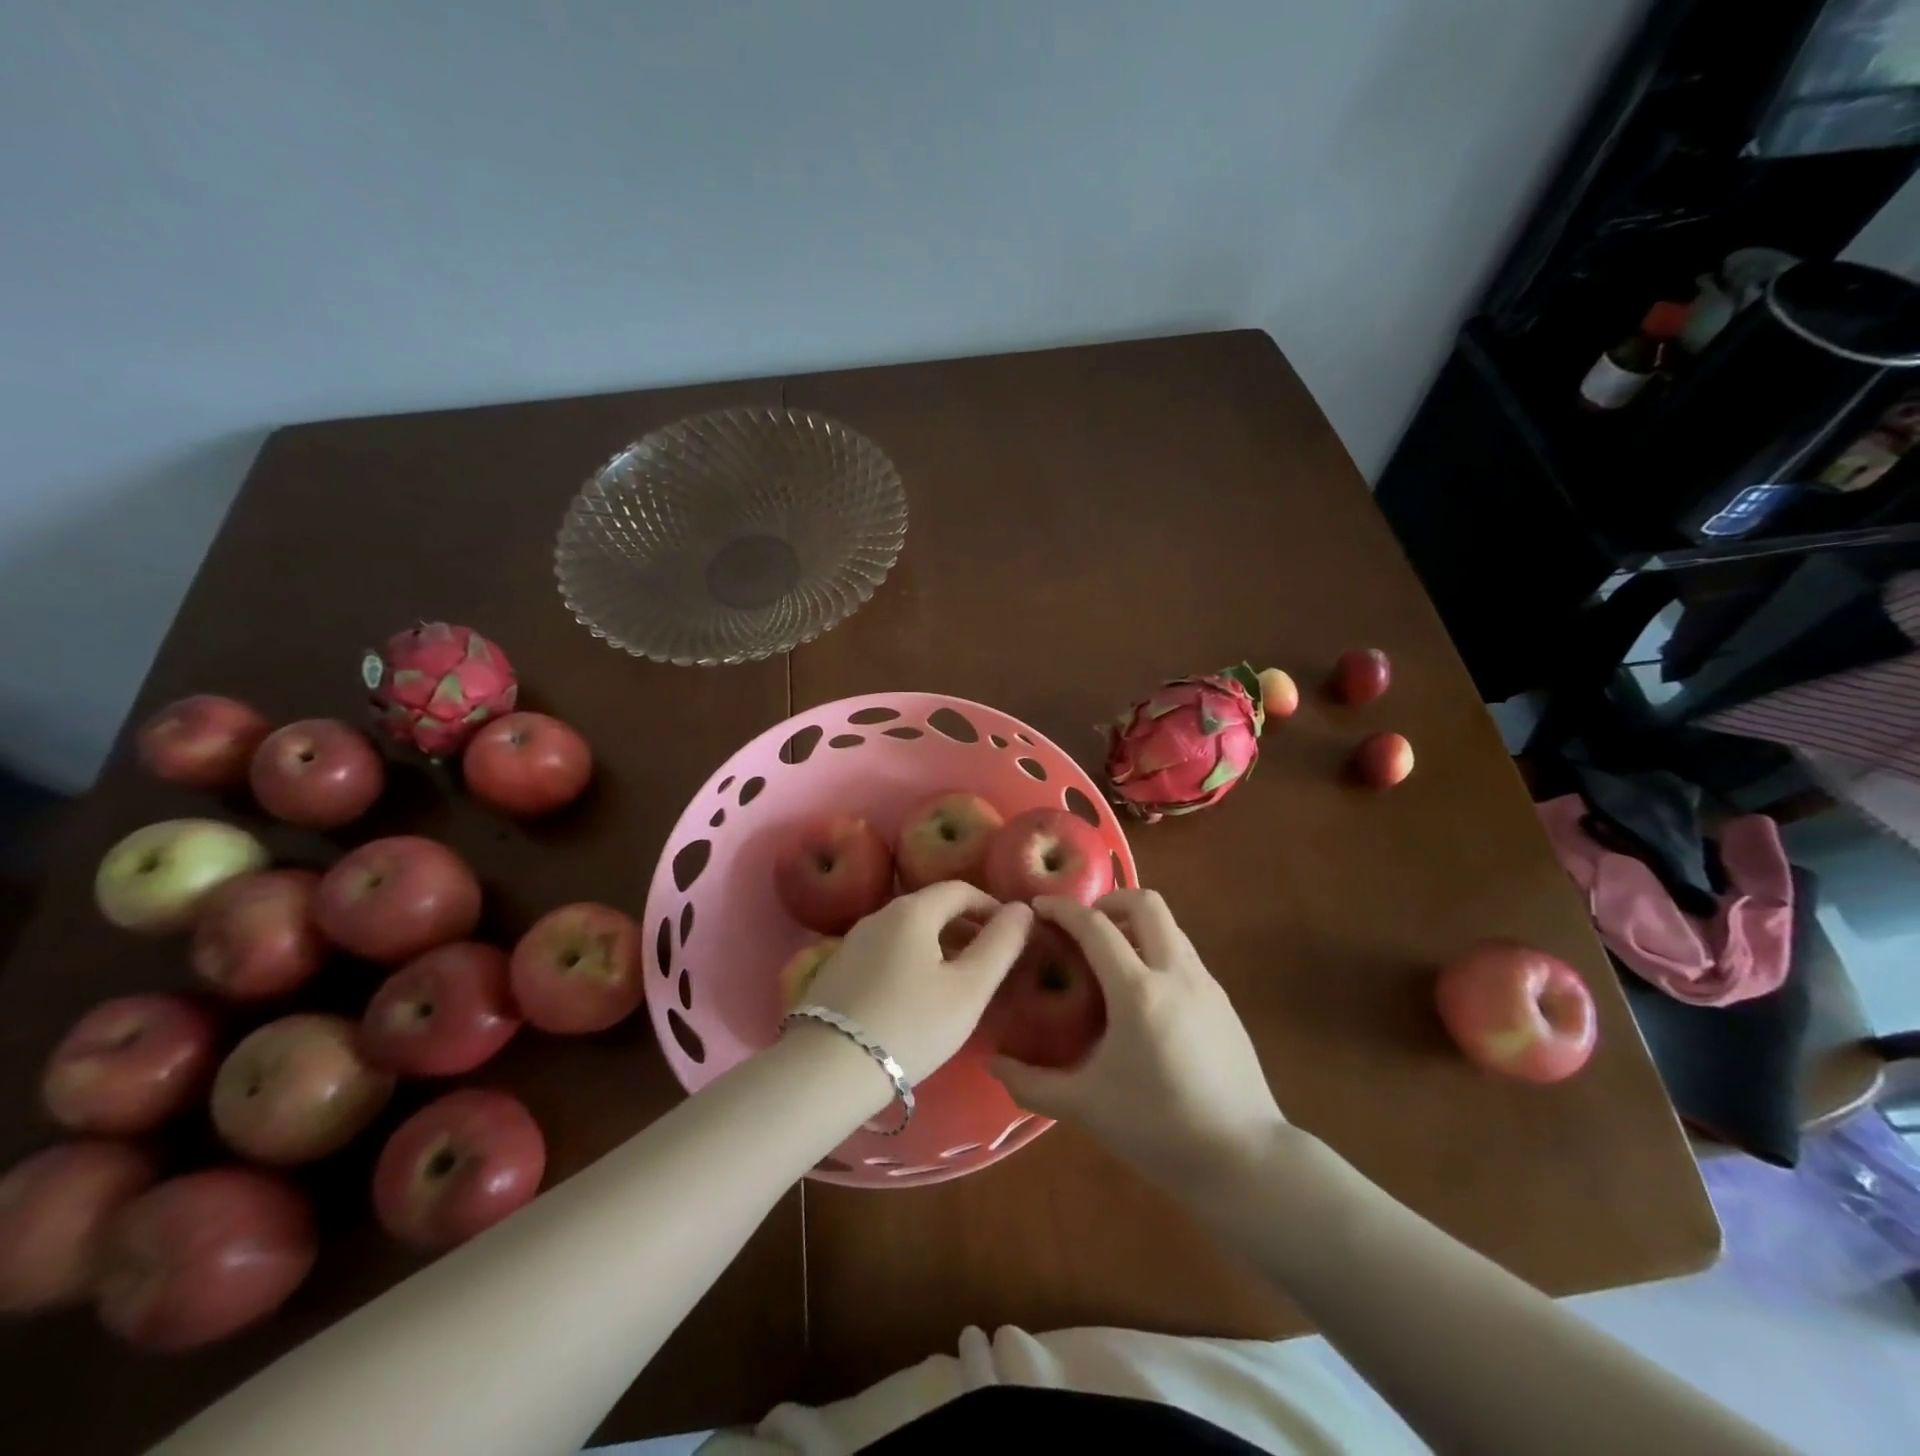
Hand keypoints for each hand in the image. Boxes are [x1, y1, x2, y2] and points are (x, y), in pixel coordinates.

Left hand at [799, 883, 1031, 1082]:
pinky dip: (912, 961)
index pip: (960, 889)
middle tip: (991, 961)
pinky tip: (917, 997)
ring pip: (908, 932)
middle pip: (932, 908)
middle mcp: (879, 915)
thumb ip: (1001, 945)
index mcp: (912, 910)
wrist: (828, 1069)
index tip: (1011, 934)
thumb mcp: (969, 988)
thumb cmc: (911, 1025)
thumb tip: (1022, 909)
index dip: (990, 906)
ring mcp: (853, 941)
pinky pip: (886, 952)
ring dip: (939, 945)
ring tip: (959, 982)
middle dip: (966, 926)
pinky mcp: (837, 970)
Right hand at [992, 890, 1287, 1189]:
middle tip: (1084, 927)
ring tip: (1110, 958)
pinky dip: (1157, 950)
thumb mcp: (1086, 1107)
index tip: (1039, 906)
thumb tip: (992, 1064)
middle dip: (1109, 901)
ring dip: (1136, 924)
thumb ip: (1032, 1084)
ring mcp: (1206, 984)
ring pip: (1170, 926)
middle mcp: (1175, 973)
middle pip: (1145, 903)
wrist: (1245, 1160)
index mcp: (1138, 991)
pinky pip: (1184, 954)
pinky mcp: (1224, 1001)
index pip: (1095, 926)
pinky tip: (1144, 994)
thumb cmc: (1159, 1129)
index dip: (1063, 909)